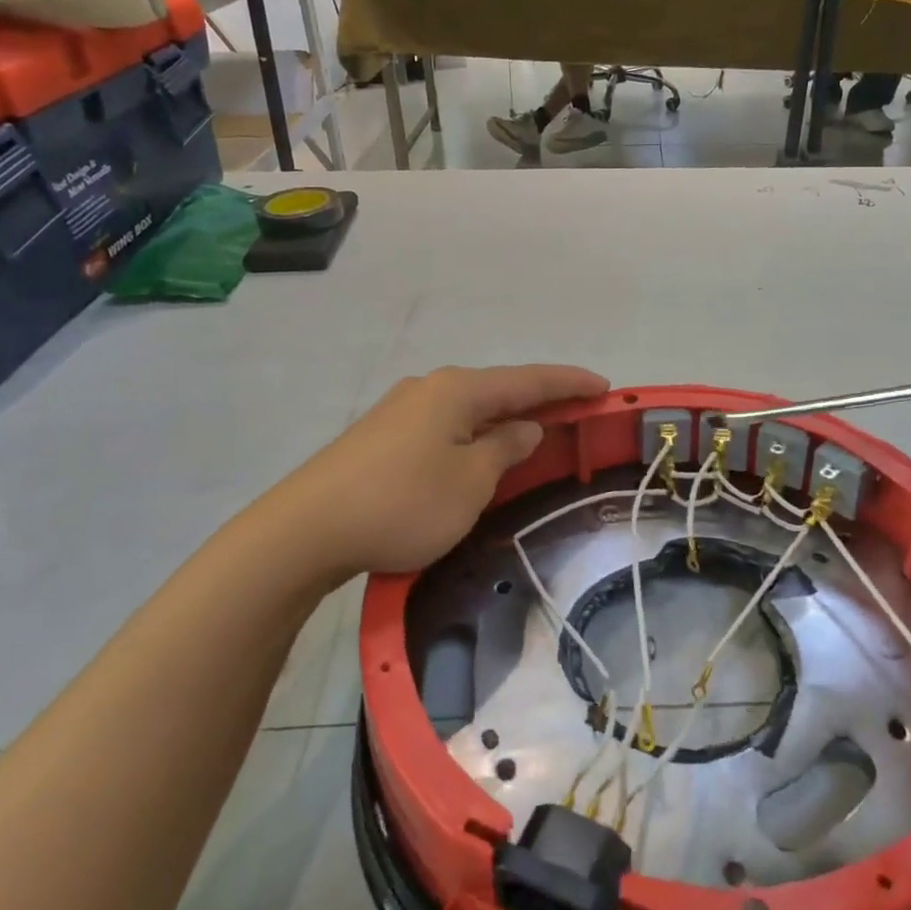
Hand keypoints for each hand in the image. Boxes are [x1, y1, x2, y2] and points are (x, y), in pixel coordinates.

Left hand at [280, 364, 607, 580]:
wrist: (307, 529)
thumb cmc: (403, 503)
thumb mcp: (470, 482)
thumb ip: (505, 449)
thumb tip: (524, 427)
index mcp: (458, 391)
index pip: (528, 380)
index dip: (569, 383)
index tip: (603, 387)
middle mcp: (430, 388)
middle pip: (498, 390)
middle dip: (538, 401)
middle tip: (574, 414)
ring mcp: (401, 410)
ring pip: (469, 409)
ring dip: (504, 420)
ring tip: (531, 435)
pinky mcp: (381, 436)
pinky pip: (445, 426)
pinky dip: (474, 434)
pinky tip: (477, 452)